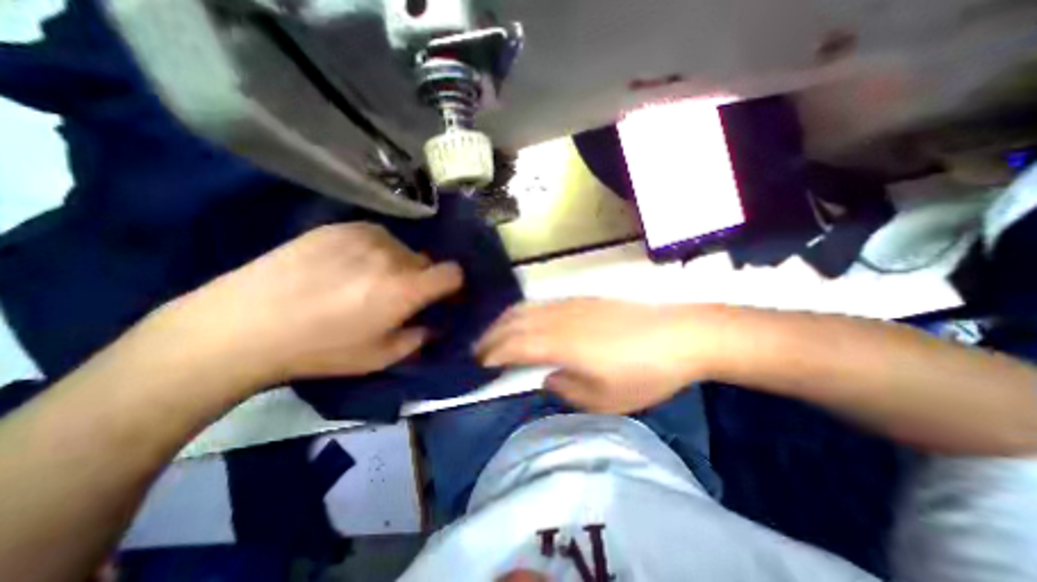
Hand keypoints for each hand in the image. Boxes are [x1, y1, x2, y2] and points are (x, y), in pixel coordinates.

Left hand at [155, 226, 461, 388]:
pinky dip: (372, 251)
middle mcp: (391, 255)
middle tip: (396, 296)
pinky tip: (344, 267)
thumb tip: (434, 325)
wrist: (243, 326)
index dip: (453, 285)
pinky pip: (374, 237)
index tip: (441, 298)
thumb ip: (419, 338)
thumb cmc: (320, 349)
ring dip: (396, 264)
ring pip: (400, 249)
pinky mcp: (338, 227)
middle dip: (421, 279)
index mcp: (405, 288)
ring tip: (366, 281)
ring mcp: (363, 236)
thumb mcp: (380, 357)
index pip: (453, 272)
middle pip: (426, 261)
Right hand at [473, 301, 717, 413]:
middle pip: (513, 322)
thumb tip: (547, 378)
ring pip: (526, 308)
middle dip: (491, 336)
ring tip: (495, 336)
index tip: (478, 365)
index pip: (513, 346)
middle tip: (478, 351)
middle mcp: (558, 318)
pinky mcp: (583, 298)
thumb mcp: (605, 398)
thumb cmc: (644, 372)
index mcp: (560, 343)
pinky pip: (542, 303)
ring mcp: (571, 303)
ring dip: (505, 322)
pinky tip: (526, 322)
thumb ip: (567, 390)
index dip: (492, 354)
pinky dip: (524, 313)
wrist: (682, 334)